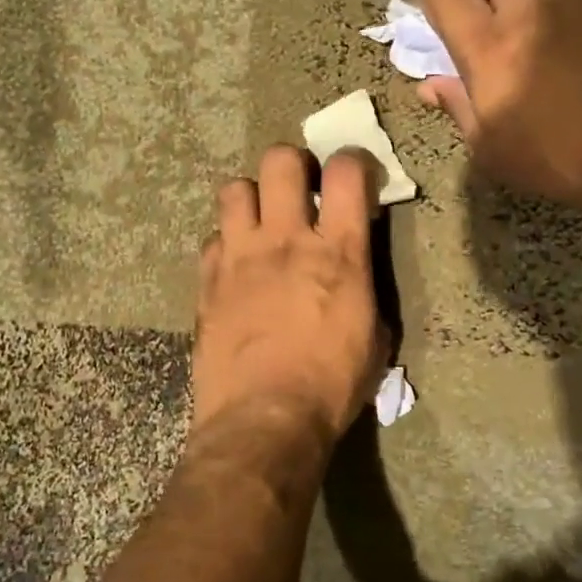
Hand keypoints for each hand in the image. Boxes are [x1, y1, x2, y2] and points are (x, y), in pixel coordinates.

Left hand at [192, 145, 386, 449]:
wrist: (264, 419)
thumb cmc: (332, 385)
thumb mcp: (374, 337)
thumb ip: (363, 288)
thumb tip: (354, 270)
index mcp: (339, 252)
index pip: (347, 172)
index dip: (353, 161)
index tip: (353, 176)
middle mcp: (286, 240)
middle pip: (280, 161)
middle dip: (292, 165)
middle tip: (299, 189)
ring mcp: (240, 256)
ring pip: (234, 189)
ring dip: (251, 198)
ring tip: (260, 222)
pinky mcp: (208, 280)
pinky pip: (212, 238)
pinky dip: (226, 244)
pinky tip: (234, 266)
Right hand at [416, 0, 581, 232]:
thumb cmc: (567, 159)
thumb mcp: (496, 151)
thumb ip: (459, 107)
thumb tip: (431, 83)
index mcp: (489, 44)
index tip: (441, 22)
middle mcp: (529, 6)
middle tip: (484, 9)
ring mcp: (577, 0)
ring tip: (535, 41)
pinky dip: (563, 15)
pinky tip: (577, 58)